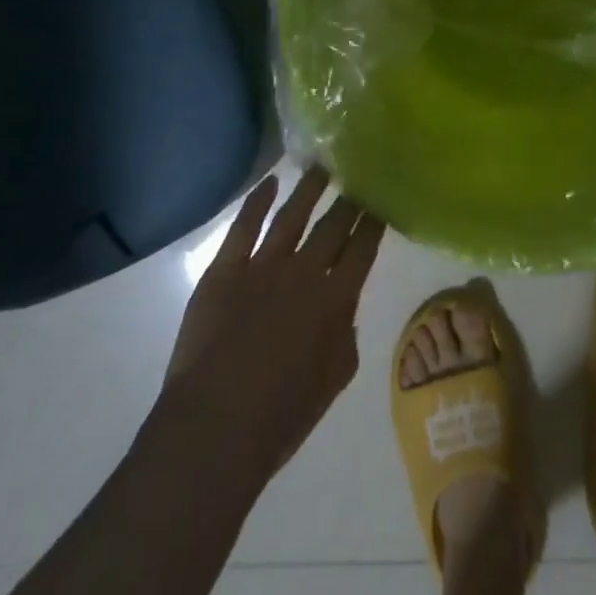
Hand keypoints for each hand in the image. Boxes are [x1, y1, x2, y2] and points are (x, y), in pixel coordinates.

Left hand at [155, 166, 385, 485]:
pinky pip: (244, 226)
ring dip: (309, 189)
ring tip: (321, 167)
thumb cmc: (281, 415)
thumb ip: (345, 333)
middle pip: (332, 225)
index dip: (373, 222)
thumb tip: (341, 307)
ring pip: (292, 215)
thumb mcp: (335, 377)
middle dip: (348, 201)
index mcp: (335, 298)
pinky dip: (257, 201)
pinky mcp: (224, 270)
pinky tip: (270, 182)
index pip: (362, 248)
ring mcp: (262, 266)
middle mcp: (304, 271)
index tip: (381, 201)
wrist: (214, 428)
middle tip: (357, 177)